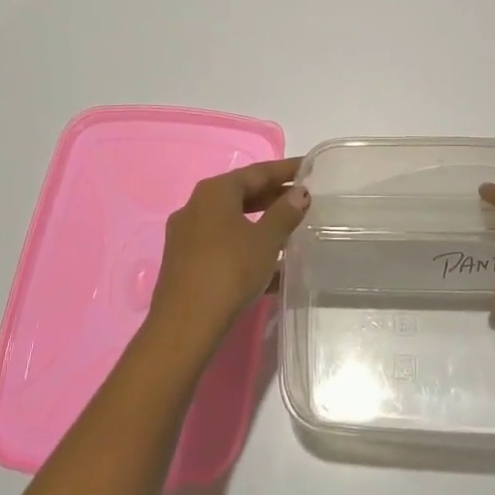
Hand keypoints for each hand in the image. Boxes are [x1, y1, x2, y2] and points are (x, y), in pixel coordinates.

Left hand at [146, 158, 308, 358]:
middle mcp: (196, 206)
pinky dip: (246, 245)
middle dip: (273, 196)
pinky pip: (223, 243)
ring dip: (261, 223)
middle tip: (304, 199)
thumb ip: (285, 213)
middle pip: (241, 194)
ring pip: (232, 220)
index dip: (286, 170)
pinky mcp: (185, 262)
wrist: (185, 326)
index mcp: (214, 192)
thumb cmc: (229, 272)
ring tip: (291, 230)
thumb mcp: (265, 241)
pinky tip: (270, 265)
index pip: (257, 172)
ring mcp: (186, 235)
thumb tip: (299, 192)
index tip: (310, 168)